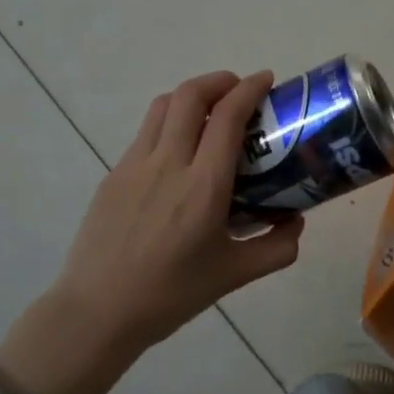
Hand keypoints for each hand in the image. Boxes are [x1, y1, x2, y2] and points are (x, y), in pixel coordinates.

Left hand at [47, 70, 304, 353]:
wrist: (97, 313)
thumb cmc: (170, 295)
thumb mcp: (234, 276)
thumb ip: (277, 248)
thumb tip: (295, 221)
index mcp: (203, 186)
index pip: (228, 117)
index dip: (249, 89)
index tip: (266, 80)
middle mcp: (168, 164)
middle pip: (190, 95)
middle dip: (219, 80)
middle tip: (238, 90)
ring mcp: (134, 165)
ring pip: (163, 106)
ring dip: (191, 96)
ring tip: (209, 112)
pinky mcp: (113, 175)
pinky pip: (145, 133)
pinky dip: (169, 123)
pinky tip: (178, 154)